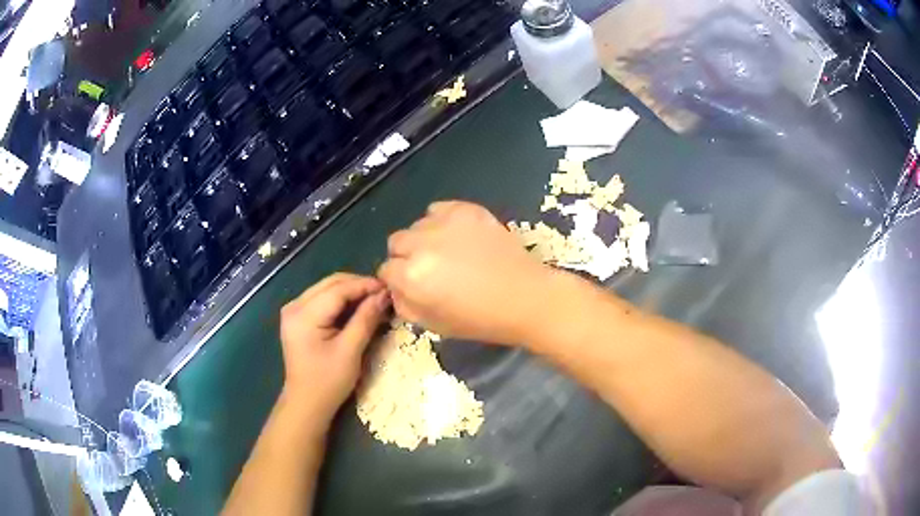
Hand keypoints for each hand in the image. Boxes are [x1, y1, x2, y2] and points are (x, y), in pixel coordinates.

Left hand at [279, 273, 389, 420]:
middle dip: (358, 285)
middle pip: (330, 284)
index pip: (337, 289)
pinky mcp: (298, 318)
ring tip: (374, 299)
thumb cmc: (328, 381)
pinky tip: (357, 307)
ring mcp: (294, 311)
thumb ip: (365, 319)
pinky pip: (322, 299)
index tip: (389, 287)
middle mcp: (294, 306)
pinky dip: (341, 300)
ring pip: (327, 289)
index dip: (364, 285)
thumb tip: (384, 295)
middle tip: (384, 293)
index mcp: (303, 315)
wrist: (307, 403)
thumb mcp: (350, 351)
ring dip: (351, 291)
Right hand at [378, 201, 551, 343]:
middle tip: (429, 268)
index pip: (385, 270)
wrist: (524, 297)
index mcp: (411, 276)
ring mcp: (445, 222)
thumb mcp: (432, 325)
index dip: (397, 280)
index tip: (411, 285)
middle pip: (396, 242)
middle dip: (406, 256)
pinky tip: (457, 235)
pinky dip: (440, 220)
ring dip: (424, 238)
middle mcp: (422, 244)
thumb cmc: (479, 319)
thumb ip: (404, 305)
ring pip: (417, 225)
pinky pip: (438, 208)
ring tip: (448, 251)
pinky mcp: (466, 209)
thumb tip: (395, 289)